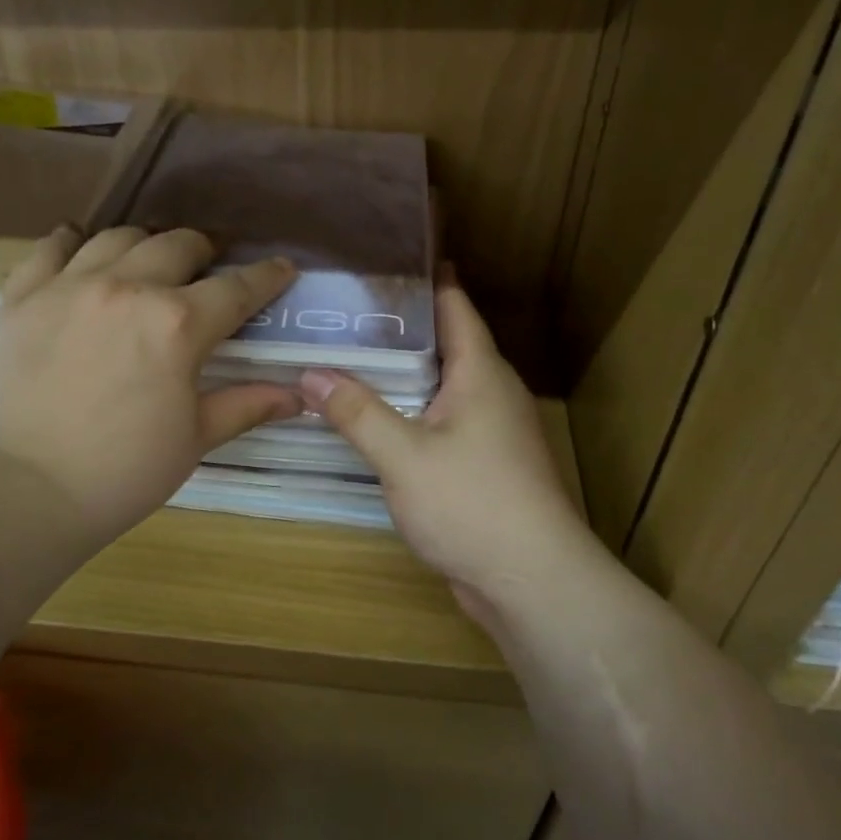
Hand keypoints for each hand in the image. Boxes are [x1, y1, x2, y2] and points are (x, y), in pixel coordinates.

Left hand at [0, 225, 300, 549]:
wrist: (23, 492)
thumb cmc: (122, 474)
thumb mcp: (194, 440)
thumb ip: (245, 406)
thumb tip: (297, 396)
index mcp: (177, 324)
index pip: (236, 288)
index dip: (266, 277)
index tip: (282, 269)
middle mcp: (126, 288)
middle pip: (177, 246)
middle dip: (204, 252)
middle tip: (208, 270)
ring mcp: (68, 286)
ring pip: (117, 237)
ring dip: (145, 244)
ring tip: (149, 263)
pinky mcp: (21, 297)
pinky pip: (49, 248)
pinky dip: (72, 243)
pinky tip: (80, 249)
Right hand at [299, 274, 591, 627]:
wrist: (530, 580)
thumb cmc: (472, 504)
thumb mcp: (403, 455)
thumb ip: (356, 411)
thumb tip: (310, 373)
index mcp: (481, 372)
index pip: (453, 304)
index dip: (422, 277)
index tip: (379, 258)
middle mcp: (491, 392)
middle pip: (444, 343)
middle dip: (397, 326)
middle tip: (341, 312)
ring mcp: (491, 431)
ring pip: (440, 386)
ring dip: (400, 374)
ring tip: (346, 360)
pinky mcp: (484, 464)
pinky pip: (440, 422)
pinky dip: (408, 413)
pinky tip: (373, 420)